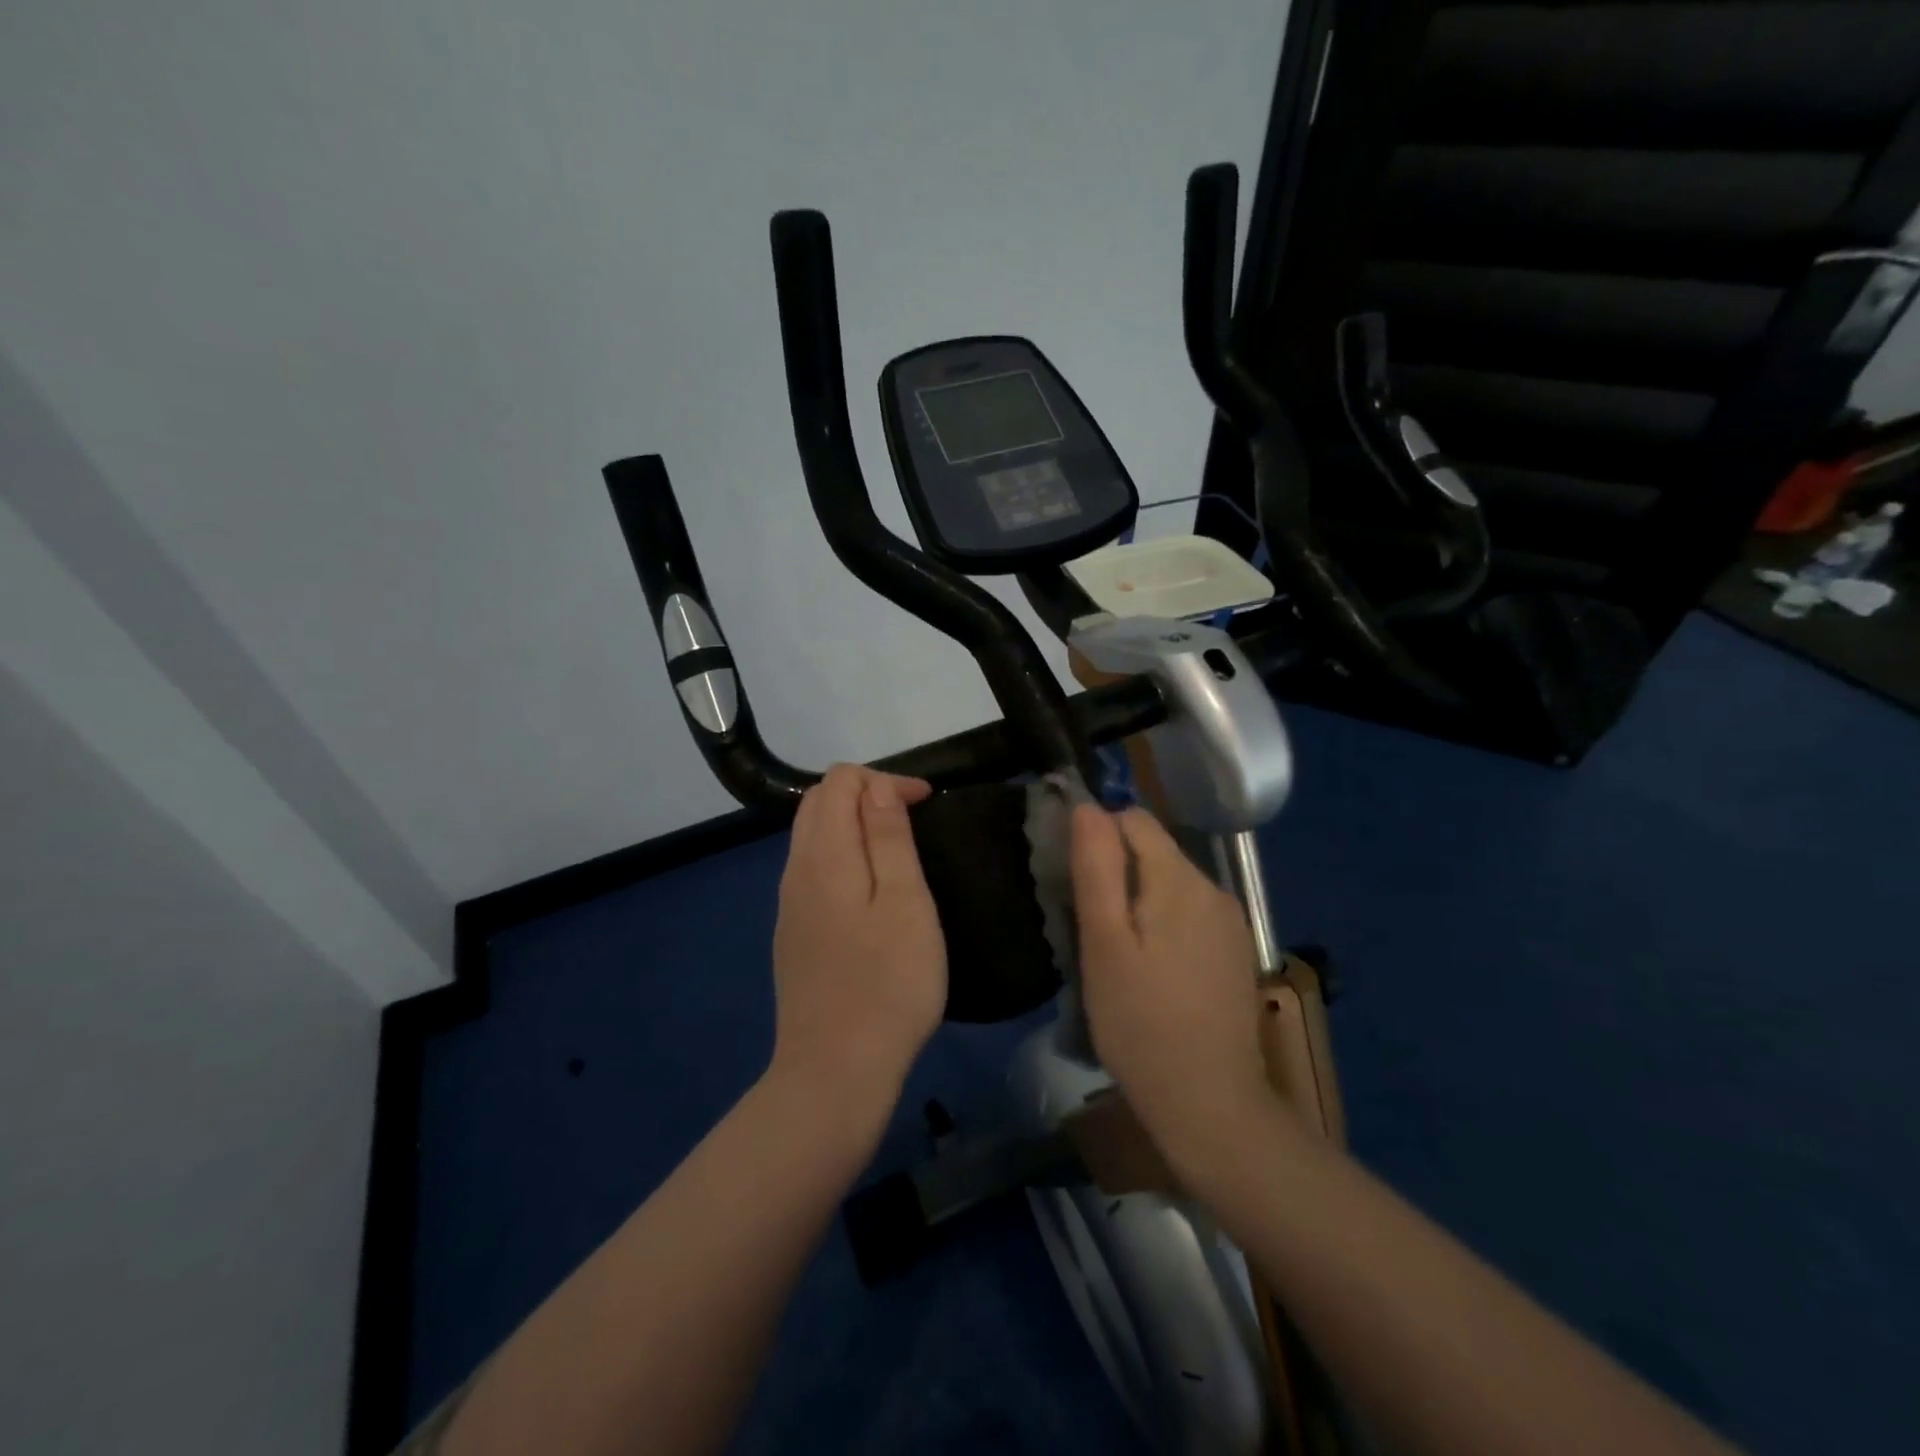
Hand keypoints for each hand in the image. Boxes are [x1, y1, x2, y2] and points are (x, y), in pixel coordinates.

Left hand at [768, 765, 945, 1128]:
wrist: (834, 1072)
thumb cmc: (887, 983)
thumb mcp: (905, 902)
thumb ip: (888, 837)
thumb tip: (877, 788)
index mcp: (823, 855)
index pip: (840, 781)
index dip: (885, 780)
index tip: (927, 804)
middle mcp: (796, 870)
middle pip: (819, 803)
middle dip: (867, 795)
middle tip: (913, 819)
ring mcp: (789, 905)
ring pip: (813, 836)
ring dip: (854, 825)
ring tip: (899, 849)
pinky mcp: (793, 934)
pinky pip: (813, 870)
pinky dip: (843, 856)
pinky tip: (871, 891)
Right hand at [1070, 805, 1277, 1182]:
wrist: (1209, 1102)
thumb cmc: (1140, 1021)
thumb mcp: (1103, 943)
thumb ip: (1096, 867)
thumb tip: (1088, 807)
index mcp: (1180, 878)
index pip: (1132, 820)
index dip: (1096, 837)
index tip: (1073, 881)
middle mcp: (1213, 888)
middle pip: (1153, 851)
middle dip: (1116, 872)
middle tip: (1089, 928)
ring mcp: (1229, 922)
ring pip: (1169, 883)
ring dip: (1138, 900)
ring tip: (1115, 953)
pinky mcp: (1234, 951)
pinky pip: (1189, 914)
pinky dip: (1162, 924)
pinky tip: (1151, 970)